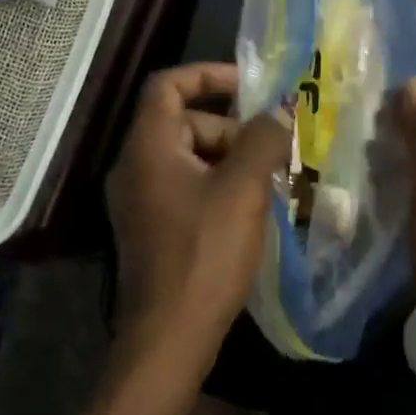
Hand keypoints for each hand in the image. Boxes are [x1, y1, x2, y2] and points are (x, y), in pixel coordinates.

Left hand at [106, 63, 291, 382]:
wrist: (169, 339)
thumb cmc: (205, 254)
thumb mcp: (242, 189)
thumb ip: (262, 139)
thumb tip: (280, 111)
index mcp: (148, 147)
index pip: (168, 85)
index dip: (208, 75)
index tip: (250, 87)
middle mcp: (135, 166)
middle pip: (183, 121)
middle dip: (230, 127)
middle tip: (271, 149)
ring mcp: (140, 200)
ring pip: (189, 156)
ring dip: (230, 158)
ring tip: (268, 180)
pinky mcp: (151, 227)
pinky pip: (186, 185)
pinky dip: (218, 183)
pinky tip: (250, 207)